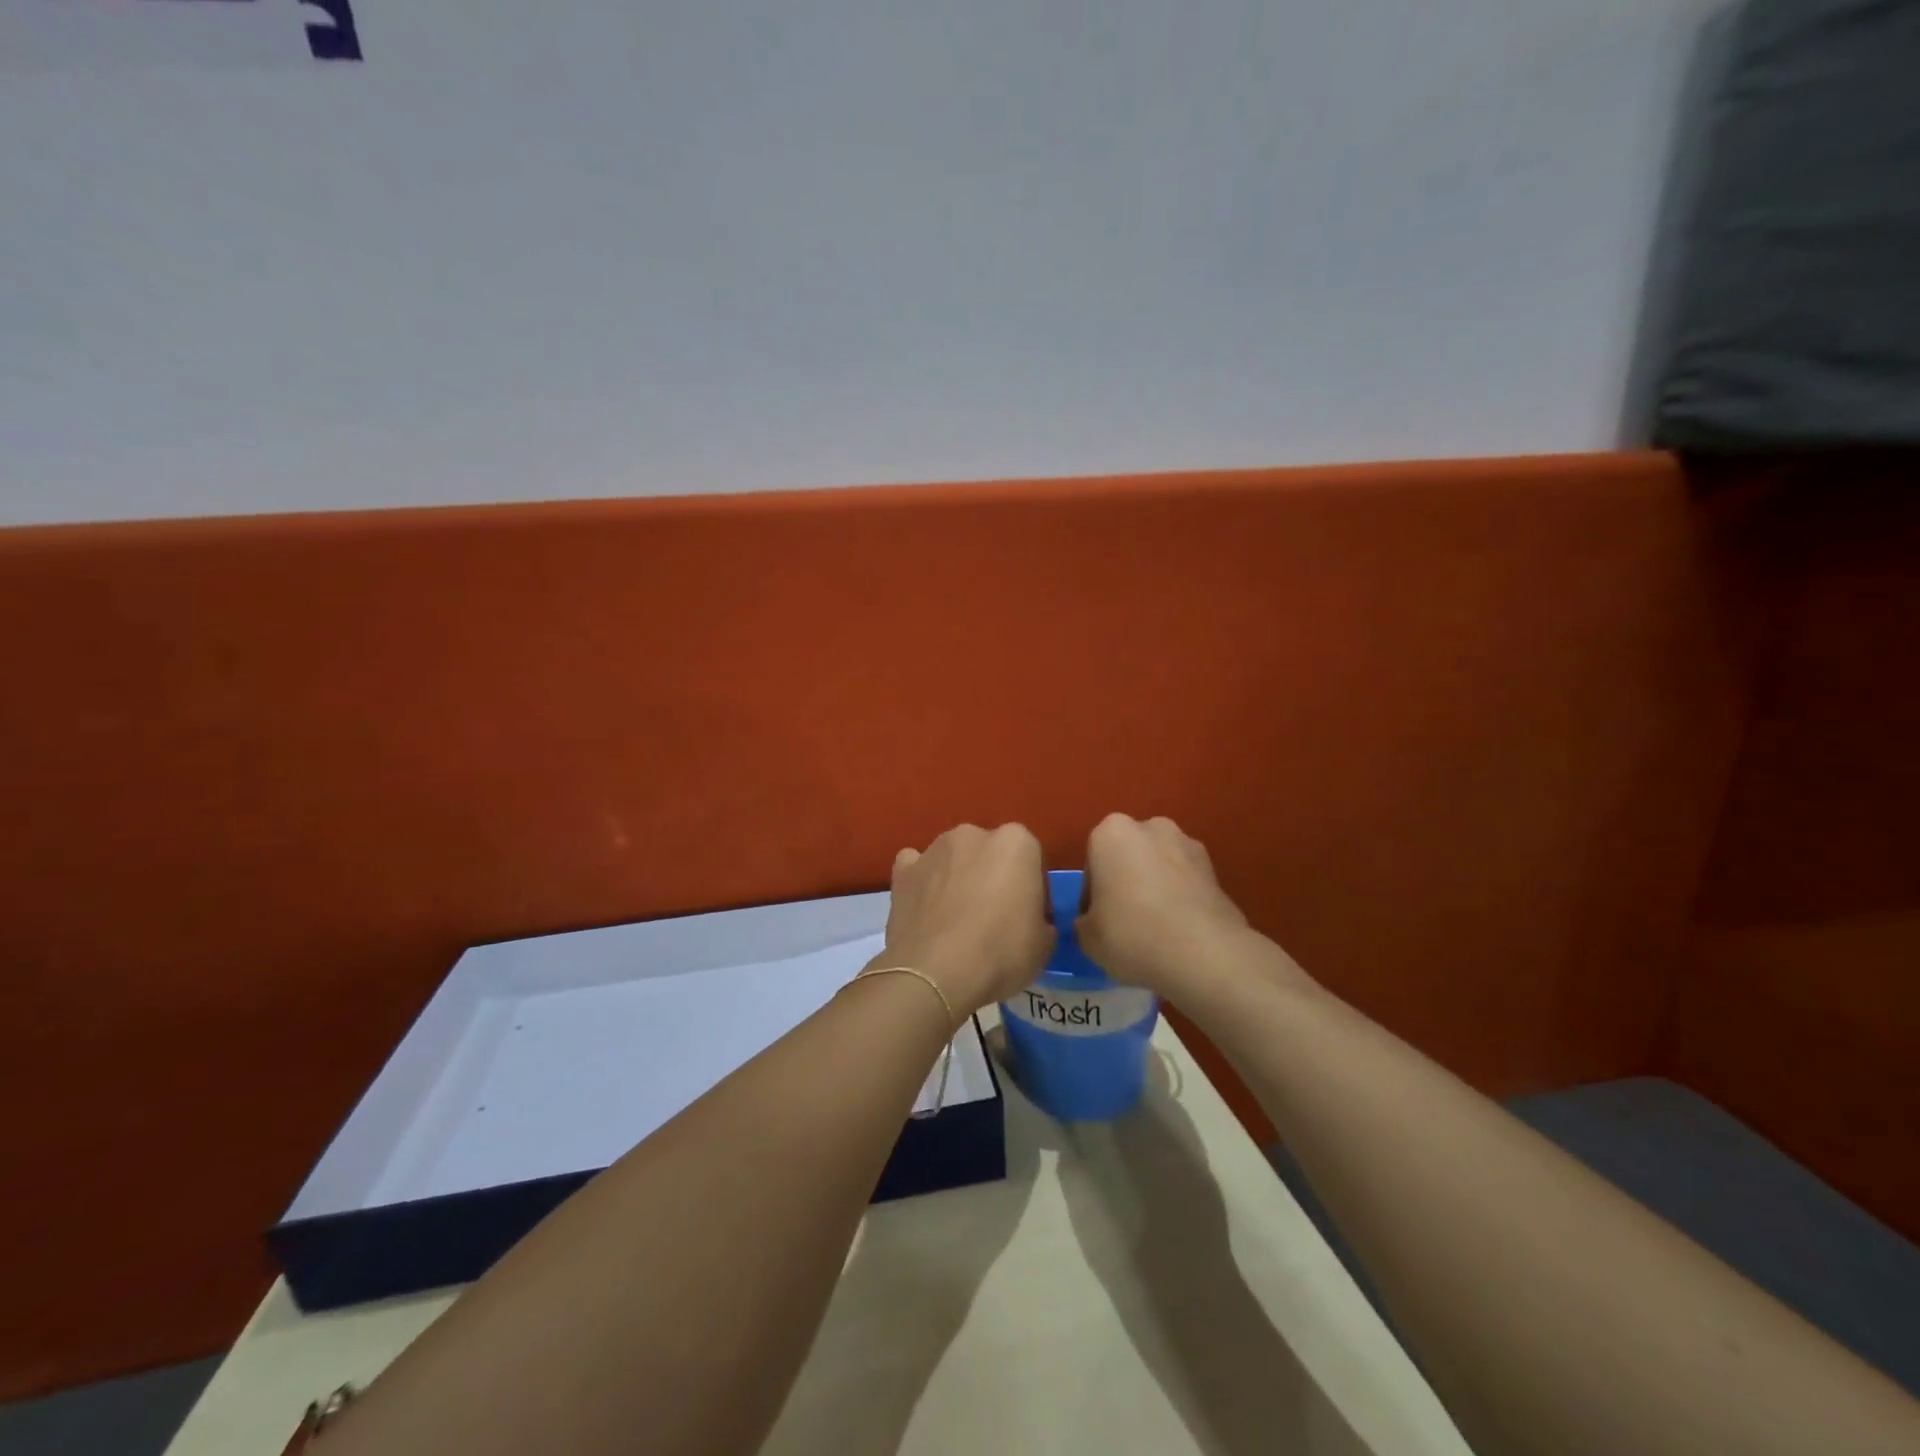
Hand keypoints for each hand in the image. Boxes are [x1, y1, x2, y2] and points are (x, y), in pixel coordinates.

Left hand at [873, 823, 1054, 1015]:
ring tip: (955, 919)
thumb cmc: (1001, 952)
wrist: (937, 973)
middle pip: (990, 853)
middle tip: (993, 918)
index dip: (1032, 889)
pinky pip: (916, 868)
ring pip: (953, 858)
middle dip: (993, 877)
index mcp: (1016, 842)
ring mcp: (934, 849)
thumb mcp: (1044, 944)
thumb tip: (1032, 922)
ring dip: (957, 877)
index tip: (1029, 917)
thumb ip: (1042, 919)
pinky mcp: (903, 871)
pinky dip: (921, 882)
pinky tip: (925, 908)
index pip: (1032, 860)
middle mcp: (974, 834)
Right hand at [1078, 814, 1257, 997]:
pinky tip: (1179, 931)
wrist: (1203, 954)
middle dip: (1126, 881)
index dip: (1092, 895)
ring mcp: (1188, 845)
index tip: (1097, 921)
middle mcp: (1151, 828)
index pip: (1093, 862)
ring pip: (1160, 867)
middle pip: (1129, 856)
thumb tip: (1095, 922)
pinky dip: (1180, 899)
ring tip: (1156, 929)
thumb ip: (1086, 921)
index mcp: (1111, 833)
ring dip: (1155, 888)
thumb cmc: (1131, 934)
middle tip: (1124, 921)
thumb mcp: (1087, 937)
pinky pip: (1186, 883)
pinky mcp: (1216, 870)